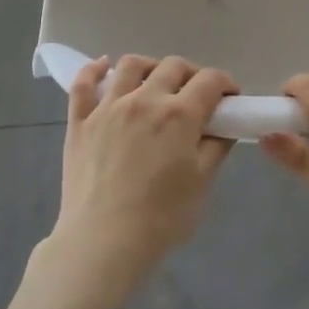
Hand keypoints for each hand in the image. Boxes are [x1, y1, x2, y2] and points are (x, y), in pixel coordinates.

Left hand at [51, 54, 237, 290]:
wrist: (103, 242)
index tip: (229, 97)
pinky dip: (94, 69)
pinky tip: (104, 67)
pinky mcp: (80, 121)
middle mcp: (145, 99)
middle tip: (196, 95)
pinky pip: (83, 83)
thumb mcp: (201, 183)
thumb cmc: (161, 218)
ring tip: (154, 81)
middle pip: (173, 66)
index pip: (210, 80)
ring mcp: (108, 107)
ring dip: (150, 66)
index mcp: (179, 114)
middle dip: (192, 74)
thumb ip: (216, 148)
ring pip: (130, 65)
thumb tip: (223, 128)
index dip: (225, 83)